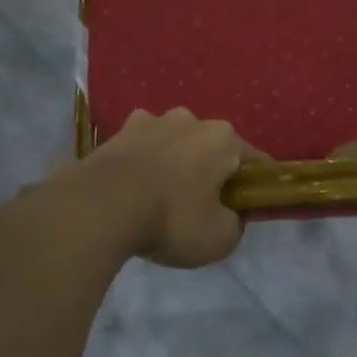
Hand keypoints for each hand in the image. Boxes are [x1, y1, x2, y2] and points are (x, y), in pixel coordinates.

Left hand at [77, 109, 262, 267]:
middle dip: (208, 172)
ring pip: (173, 144)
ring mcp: (149, 121)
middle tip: (200, 208)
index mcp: (223, 138)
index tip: (246, 208)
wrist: (101, 206)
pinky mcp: (116, 133)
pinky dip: (141, 165)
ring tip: (160, 199)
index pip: (254, 160)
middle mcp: (190, 119)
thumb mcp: (220, 238)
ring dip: (172, 164)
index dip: (254, 186)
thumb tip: (229, 215)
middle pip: (209, 148)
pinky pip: (140, 150)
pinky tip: (133, 191)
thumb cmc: (172, 218)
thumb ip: (235, 224)